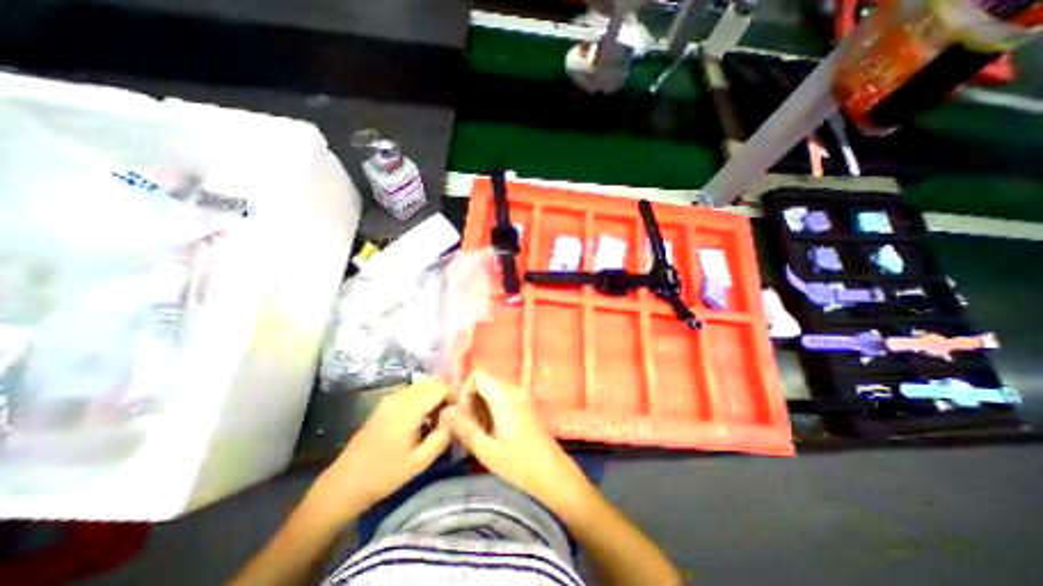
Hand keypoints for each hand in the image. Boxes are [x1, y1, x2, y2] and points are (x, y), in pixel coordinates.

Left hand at [315, 377, 450, 513]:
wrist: (345, 483)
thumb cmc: (385, 475)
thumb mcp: (420, 460)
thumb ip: (444, 434)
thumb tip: (457, 414)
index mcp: (409, 407)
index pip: (442, 386)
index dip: (455, 396)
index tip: (458, 415)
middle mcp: (400, 395)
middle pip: (433, 383)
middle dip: (446, 396)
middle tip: (448, 419)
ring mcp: (391, 397)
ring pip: (423, 386)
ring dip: (434, 397)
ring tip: (436, 421)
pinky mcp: (386, 403)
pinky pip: (412, 392)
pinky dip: (423, 399)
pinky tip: (420, 421)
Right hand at [448, 372, 588, 504]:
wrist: (552, 473)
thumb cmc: (519, 464)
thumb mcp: (487, 450)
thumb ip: (464, 428)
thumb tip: (445, 412)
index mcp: (504, 395)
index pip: (477, 375)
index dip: (465, 391)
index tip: (462, 415)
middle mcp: (513, 389)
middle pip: (484, 382)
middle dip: (471, 401)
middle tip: (468, 428)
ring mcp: (521, 395)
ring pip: (492, 390)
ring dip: (480, 407)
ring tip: (479, 433)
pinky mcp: (524, 404)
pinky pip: (502, 397)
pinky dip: (491, 409)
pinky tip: (491, 432)